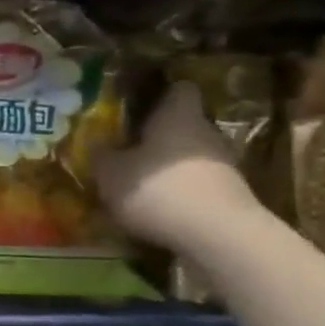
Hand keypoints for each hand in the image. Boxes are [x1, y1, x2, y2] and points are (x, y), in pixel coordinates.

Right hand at [94, 81, 261, 254]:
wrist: (218, 236)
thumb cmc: (158, 189)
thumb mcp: (110, 173)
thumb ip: (100, 154)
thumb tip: (95, 143)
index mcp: (178, 115)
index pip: (178, 89)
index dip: (158, 92)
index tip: (136, 102)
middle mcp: (206, 132)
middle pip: (182, 124)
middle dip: (157, 134)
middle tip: (126, 146)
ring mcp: (223, 164)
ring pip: (189, 155)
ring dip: (167, 165)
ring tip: (137, 181)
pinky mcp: (229, 194)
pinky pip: (196, 183)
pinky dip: (179, 190)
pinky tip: (157, 207)